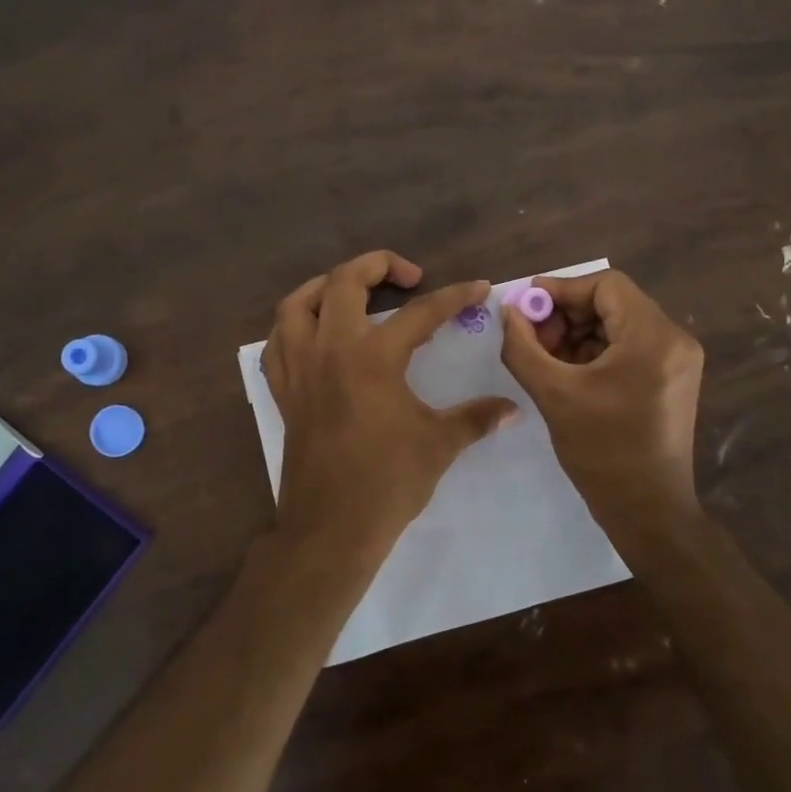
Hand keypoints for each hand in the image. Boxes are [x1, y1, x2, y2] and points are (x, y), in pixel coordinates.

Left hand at [263, 251, 516, 577]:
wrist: (331, 527)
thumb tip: (512, 408)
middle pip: (344, 282)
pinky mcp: (283, 390)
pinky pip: (278, 341)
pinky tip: (315, 333)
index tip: (477, 288)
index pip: (420, 312)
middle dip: (378, 264)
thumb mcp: (440, 444)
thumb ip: (476, 418)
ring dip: (325, 286)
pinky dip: (295, 325)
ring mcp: (299, 368)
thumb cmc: (388, 482)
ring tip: (352, 291)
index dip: (454, 296)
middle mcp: (330, 349)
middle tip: (408, 275)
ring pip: (298, 303)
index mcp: (373, 357)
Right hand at [499, 268, 704, 530]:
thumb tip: (509, 311)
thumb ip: (523, 346)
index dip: (561, 289)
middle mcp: (674, 339)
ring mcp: (678, 360)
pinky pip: (629, 347)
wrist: (648, 511)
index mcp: (653, 337)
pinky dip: (596, 351)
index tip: (526, 307)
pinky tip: (569, 373)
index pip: (606, 285)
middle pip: (613, 303)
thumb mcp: (553, 394)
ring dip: (579, 334)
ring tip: (547, 360)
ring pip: (619, 325)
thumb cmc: (602, 452)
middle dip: (567, 315)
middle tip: (533, 338)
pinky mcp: (673, 378)